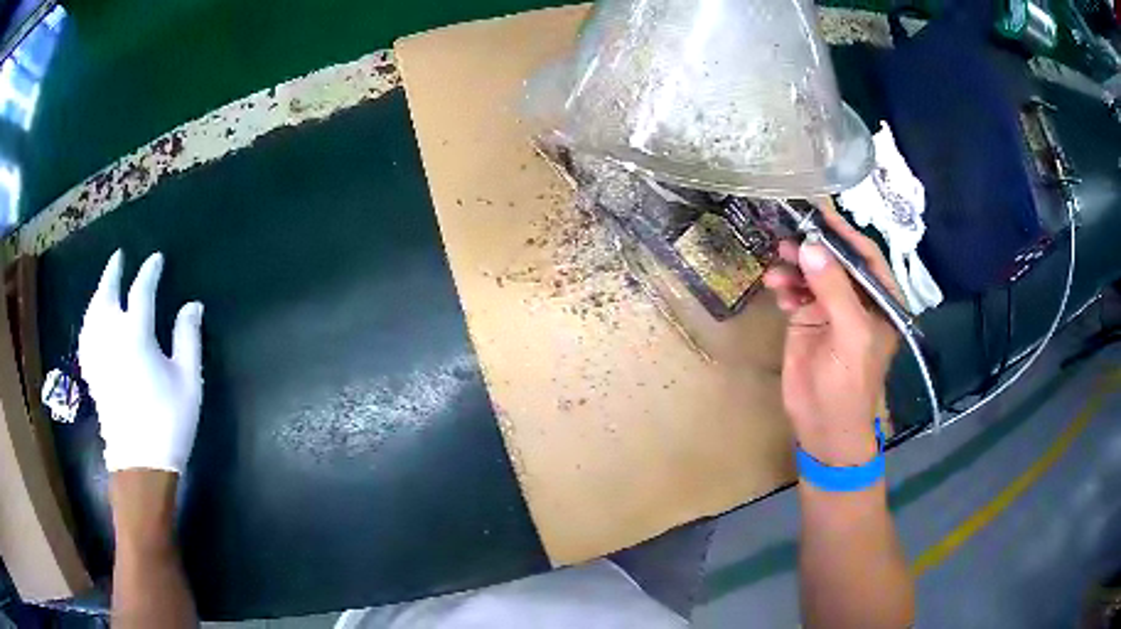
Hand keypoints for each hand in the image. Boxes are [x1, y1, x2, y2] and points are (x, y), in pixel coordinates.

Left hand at [79, 251, 203, 473]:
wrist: (141, 463)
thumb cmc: (168, 420)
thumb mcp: (187, 379)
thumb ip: (188, 338)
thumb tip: (192, 304)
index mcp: (136, 334)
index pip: (141, 290)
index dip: (150, 271)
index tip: (157, 259)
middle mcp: (110, 337)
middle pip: (107, 294)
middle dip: (113, 272)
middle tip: (119, 257)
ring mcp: (97, 355)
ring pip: (92, 313)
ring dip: (98, 293)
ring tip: (105, 284)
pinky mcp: (92, 373)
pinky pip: (86, 336)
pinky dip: (89, 320)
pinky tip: (92, 322)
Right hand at [763, 204, 899, 465]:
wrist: (824, 426)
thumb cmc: (849, 384)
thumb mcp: (850, 335)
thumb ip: (834, 290)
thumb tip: (810, 246)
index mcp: (880, 300)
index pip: (866, 257)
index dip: (845, 234)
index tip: (820, 214)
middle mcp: (857, 299)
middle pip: (836, 260)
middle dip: (814, 247)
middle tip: (787, 237)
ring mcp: (831, 308)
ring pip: (813, 272)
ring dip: (794, 266)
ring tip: (776, 266)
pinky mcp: (808, 320)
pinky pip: (796, 290)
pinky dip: (786, 285)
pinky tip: (777, 289)